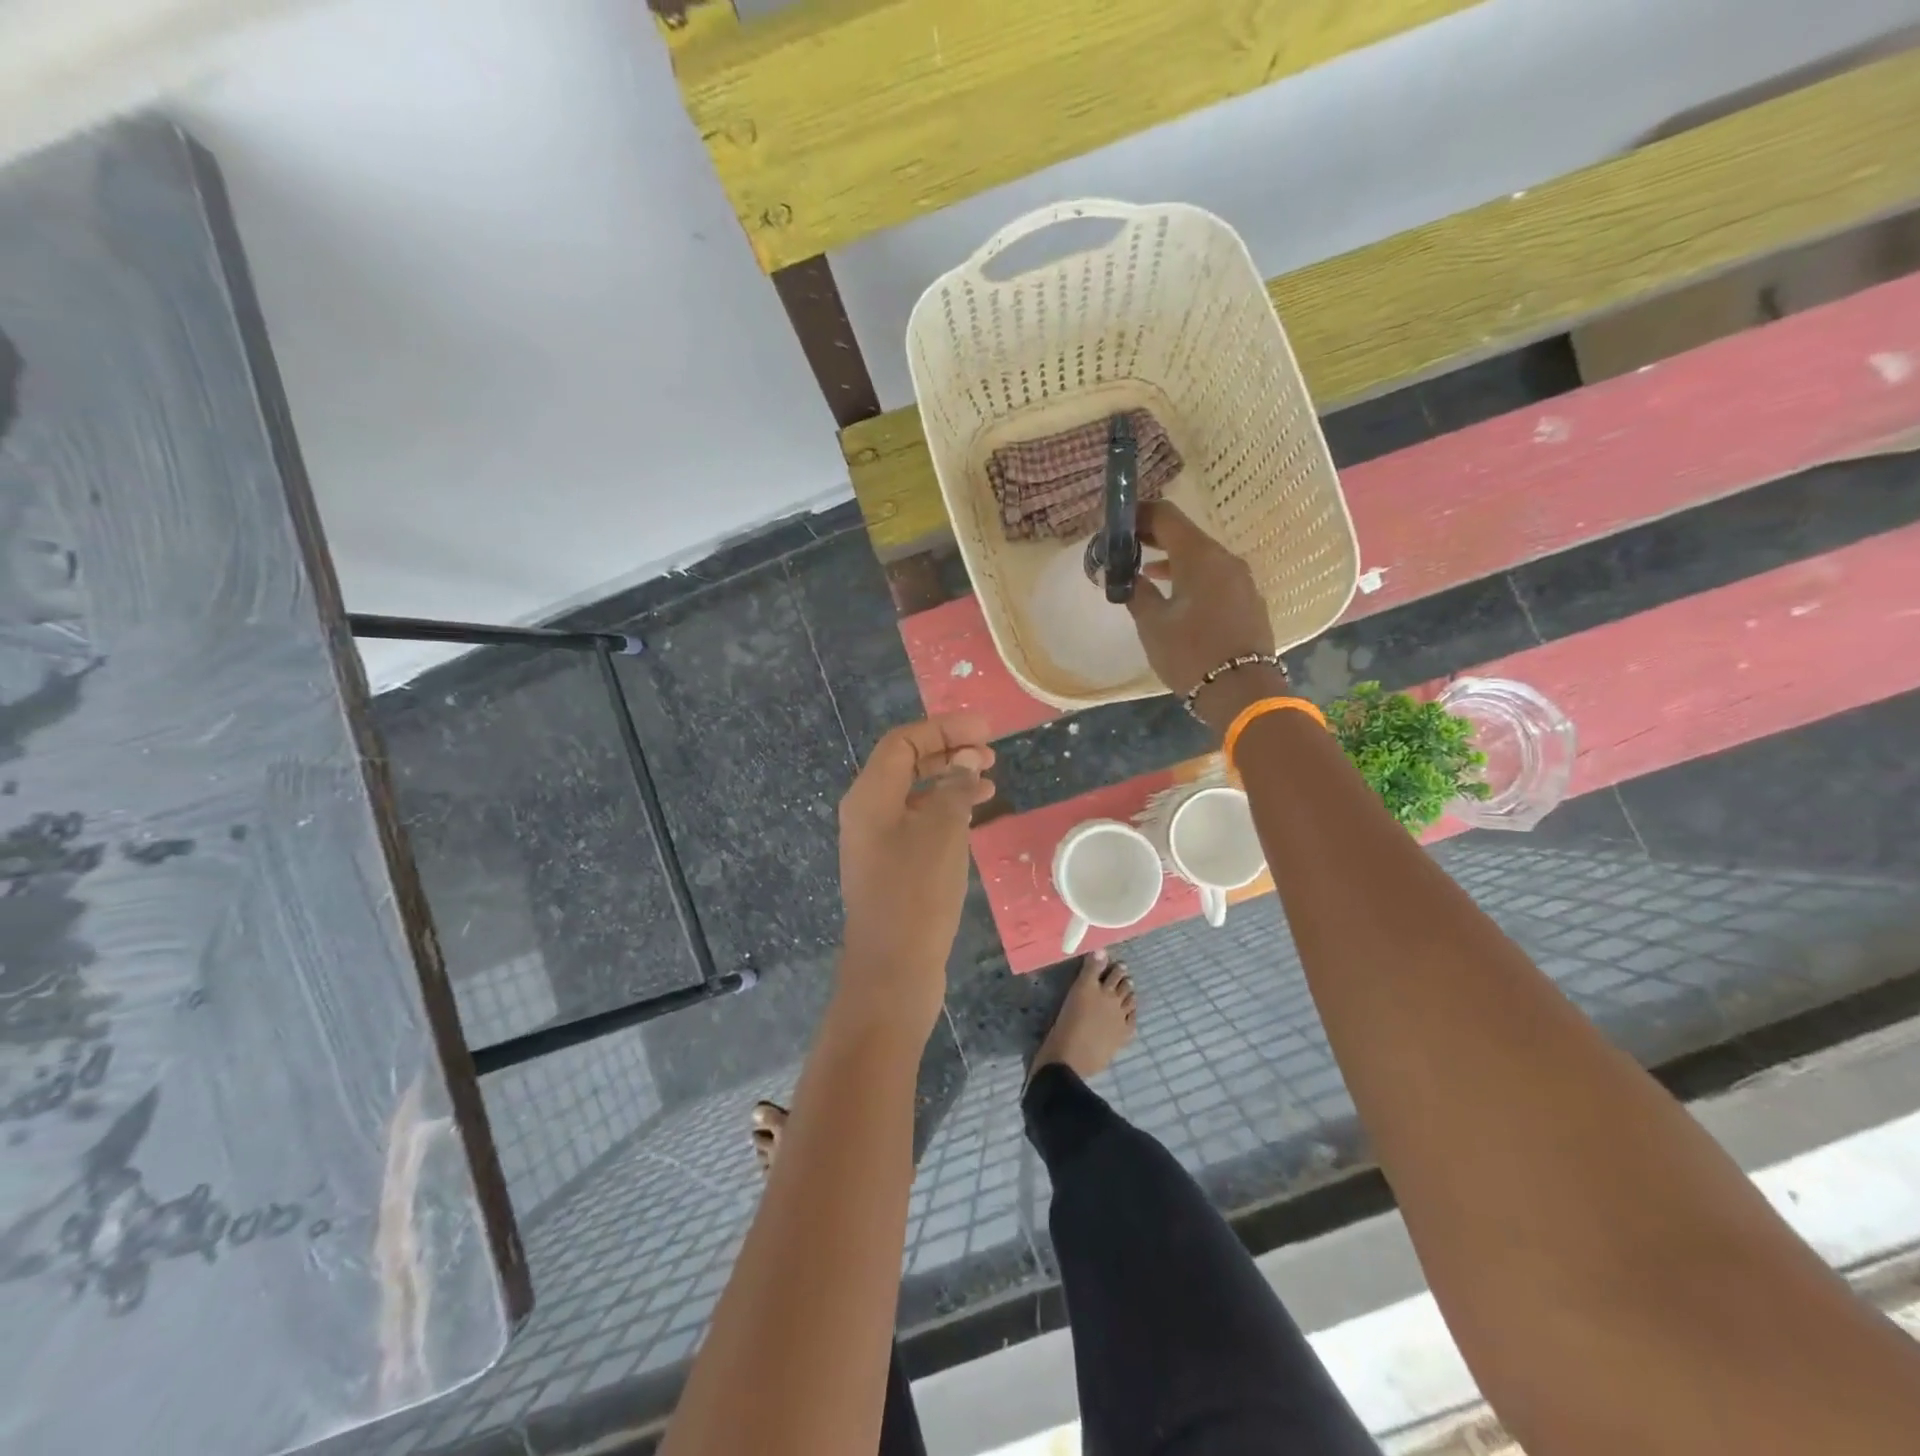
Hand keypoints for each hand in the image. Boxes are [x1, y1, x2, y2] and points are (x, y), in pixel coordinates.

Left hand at [837, 714, 995, 1032]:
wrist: (893, 969)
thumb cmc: (916, 892)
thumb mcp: (942, 831)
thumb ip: (955, 788)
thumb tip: (966, 763)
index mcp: (869, 796)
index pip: (903, 742)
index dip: (944, 729)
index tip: (986, 731)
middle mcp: (867, 812)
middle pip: (906, 764)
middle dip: (948, 751)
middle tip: (991, 753)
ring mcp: (876, 841)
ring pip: (915, 794)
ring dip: (951, 780)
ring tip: (990, 779)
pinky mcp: (890, 866)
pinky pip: (918, 821)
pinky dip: (946, 810)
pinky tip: (974, 815)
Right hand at [1125, 502, 1279, 726]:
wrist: (1242, 692)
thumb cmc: (1190, 653)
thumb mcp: (1153, 624)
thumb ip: (1136, 593)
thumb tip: (1125, 576)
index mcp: (1199, 556)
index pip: (1166, 516)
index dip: (1138, 514)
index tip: (1116, 524)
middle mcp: (1225, 558)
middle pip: (1185, 534)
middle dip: (1153, 536)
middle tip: (1124, 546)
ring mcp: (1241, 579)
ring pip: (1201, 556)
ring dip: (1172, 559)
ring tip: (1143, 571)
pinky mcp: (1248, 600)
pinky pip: (1215, 576)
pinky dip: (1191, 576)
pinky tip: (1174, 594)